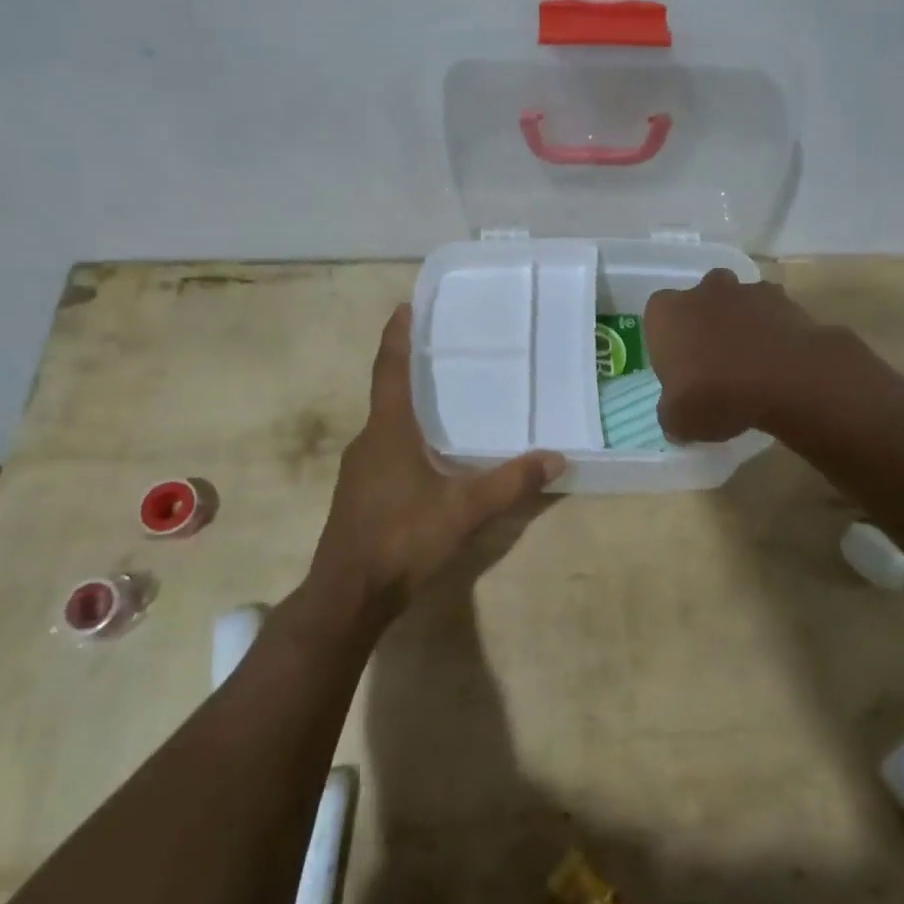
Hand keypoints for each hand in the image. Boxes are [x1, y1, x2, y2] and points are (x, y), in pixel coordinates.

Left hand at [307, 305, 563, 625]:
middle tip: (440, 350)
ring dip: (408, 407)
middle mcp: (368, 442)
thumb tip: (556, 458)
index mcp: (388, 431)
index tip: (404, 306)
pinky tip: (428, 457)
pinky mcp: (358, 495)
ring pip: (385, 426)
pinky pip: (384, 450)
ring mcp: (358, 470)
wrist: (347, 596)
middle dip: (408, 368)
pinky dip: (404, 438)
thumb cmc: (402, 539)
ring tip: (441, 400)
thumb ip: (510, 483)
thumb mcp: (464, 510)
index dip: (397, 336)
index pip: (390, 370)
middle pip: (387, 393)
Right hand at [645, 269, 827, 442]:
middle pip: (698, 302)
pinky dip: (772, 328)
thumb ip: (671, 414)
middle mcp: (701, 292)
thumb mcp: (679, 420)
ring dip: (739, 323)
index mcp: (666, 313)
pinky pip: (771, 311)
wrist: (783, 380)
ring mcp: (743, 291)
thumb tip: (674, 416)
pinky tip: (777, 358)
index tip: (679, 369)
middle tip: (713, 362)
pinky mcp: (781, 299)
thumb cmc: (715, 395)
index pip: (657, 318)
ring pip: (736, 302)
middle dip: (704, 324)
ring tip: (749, 361)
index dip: (667, 342)